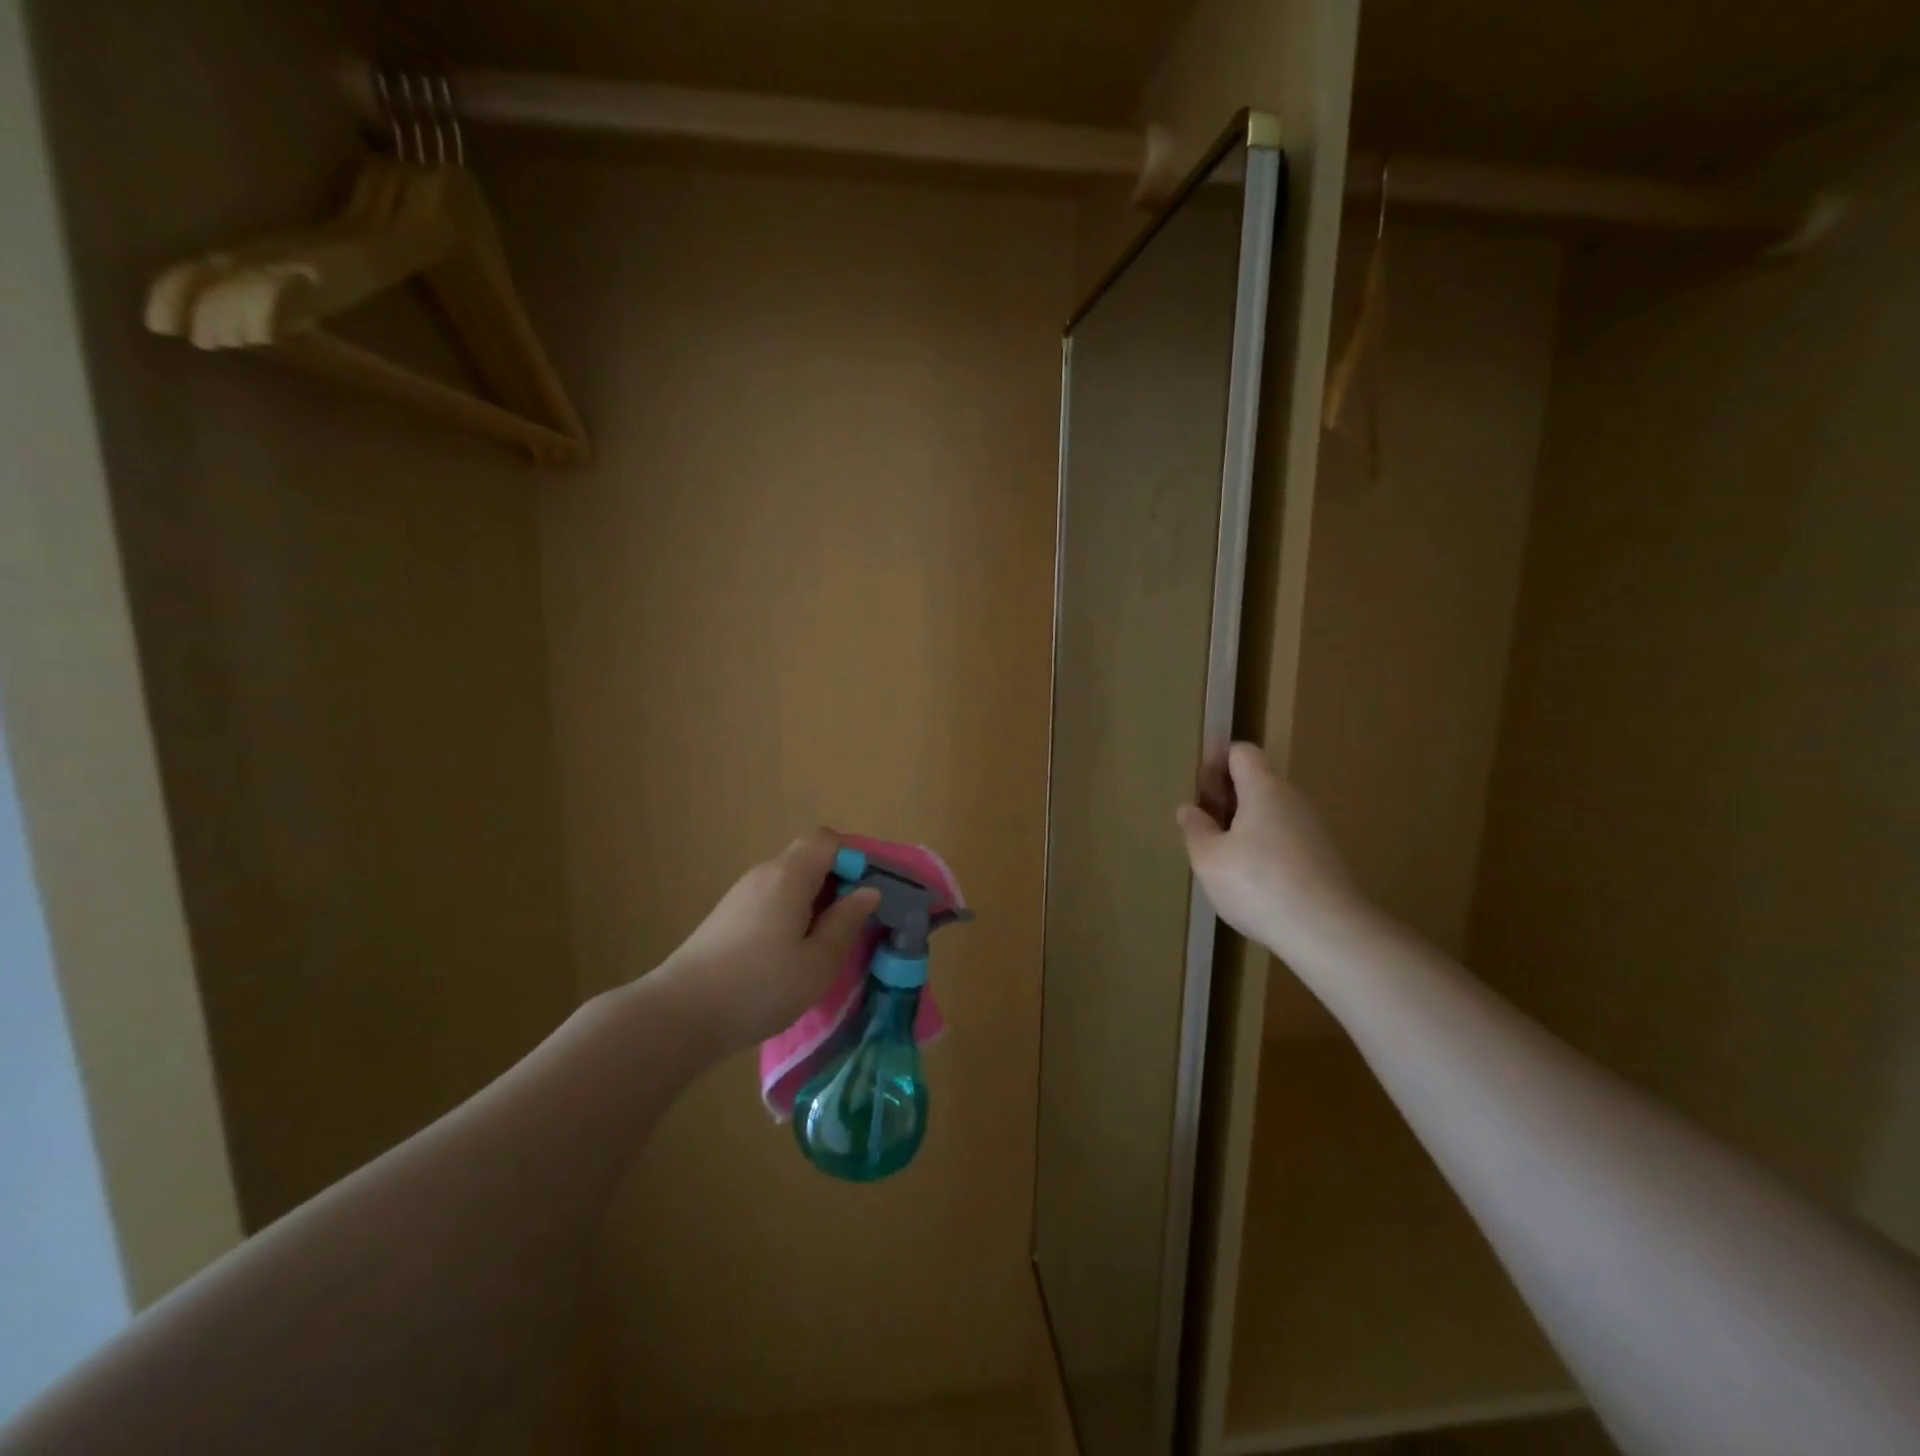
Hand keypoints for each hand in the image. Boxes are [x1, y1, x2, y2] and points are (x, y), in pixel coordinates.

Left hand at [648, 831, 880, 1058]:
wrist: (679, 1015)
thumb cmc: (759, 986)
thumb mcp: (818, 962)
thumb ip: (846, 922)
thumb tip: (868, 892)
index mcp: (789, 875)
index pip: (828, 840)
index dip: (856, 857)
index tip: (874, 891)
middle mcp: (764, 874)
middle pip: (809, 858)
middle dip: (840, 881)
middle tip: (859, 919)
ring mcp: (742, 895)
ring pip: (791, 881)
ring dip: (817, 900)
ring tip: (832, 940)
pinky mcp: (728, 917)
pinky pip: (773, 900)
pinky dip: (794, 913)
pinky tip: (796, 952)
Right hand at [1177, 742, 1361, 955]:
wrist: (1327, 931)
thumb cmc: (1258, 884)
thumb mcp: (1209, 858)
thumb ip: (1196, 829)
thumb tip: (1189, 809)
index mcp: (1263, 789)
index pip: (1241, 752)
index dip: (1216, 763)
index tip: (1200, 794)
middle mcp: (1292, 800)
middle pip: (1256, 782)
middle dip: (1227, 799)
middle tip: (1204, 829)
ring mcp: (1312, 829)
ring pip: (1271, 813)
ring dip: (1244, 826)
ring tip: (1224, 860)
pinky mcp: (1323, 858)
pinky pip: (1286, 839)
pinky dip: (1265, 849)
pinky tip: (1253, 882)